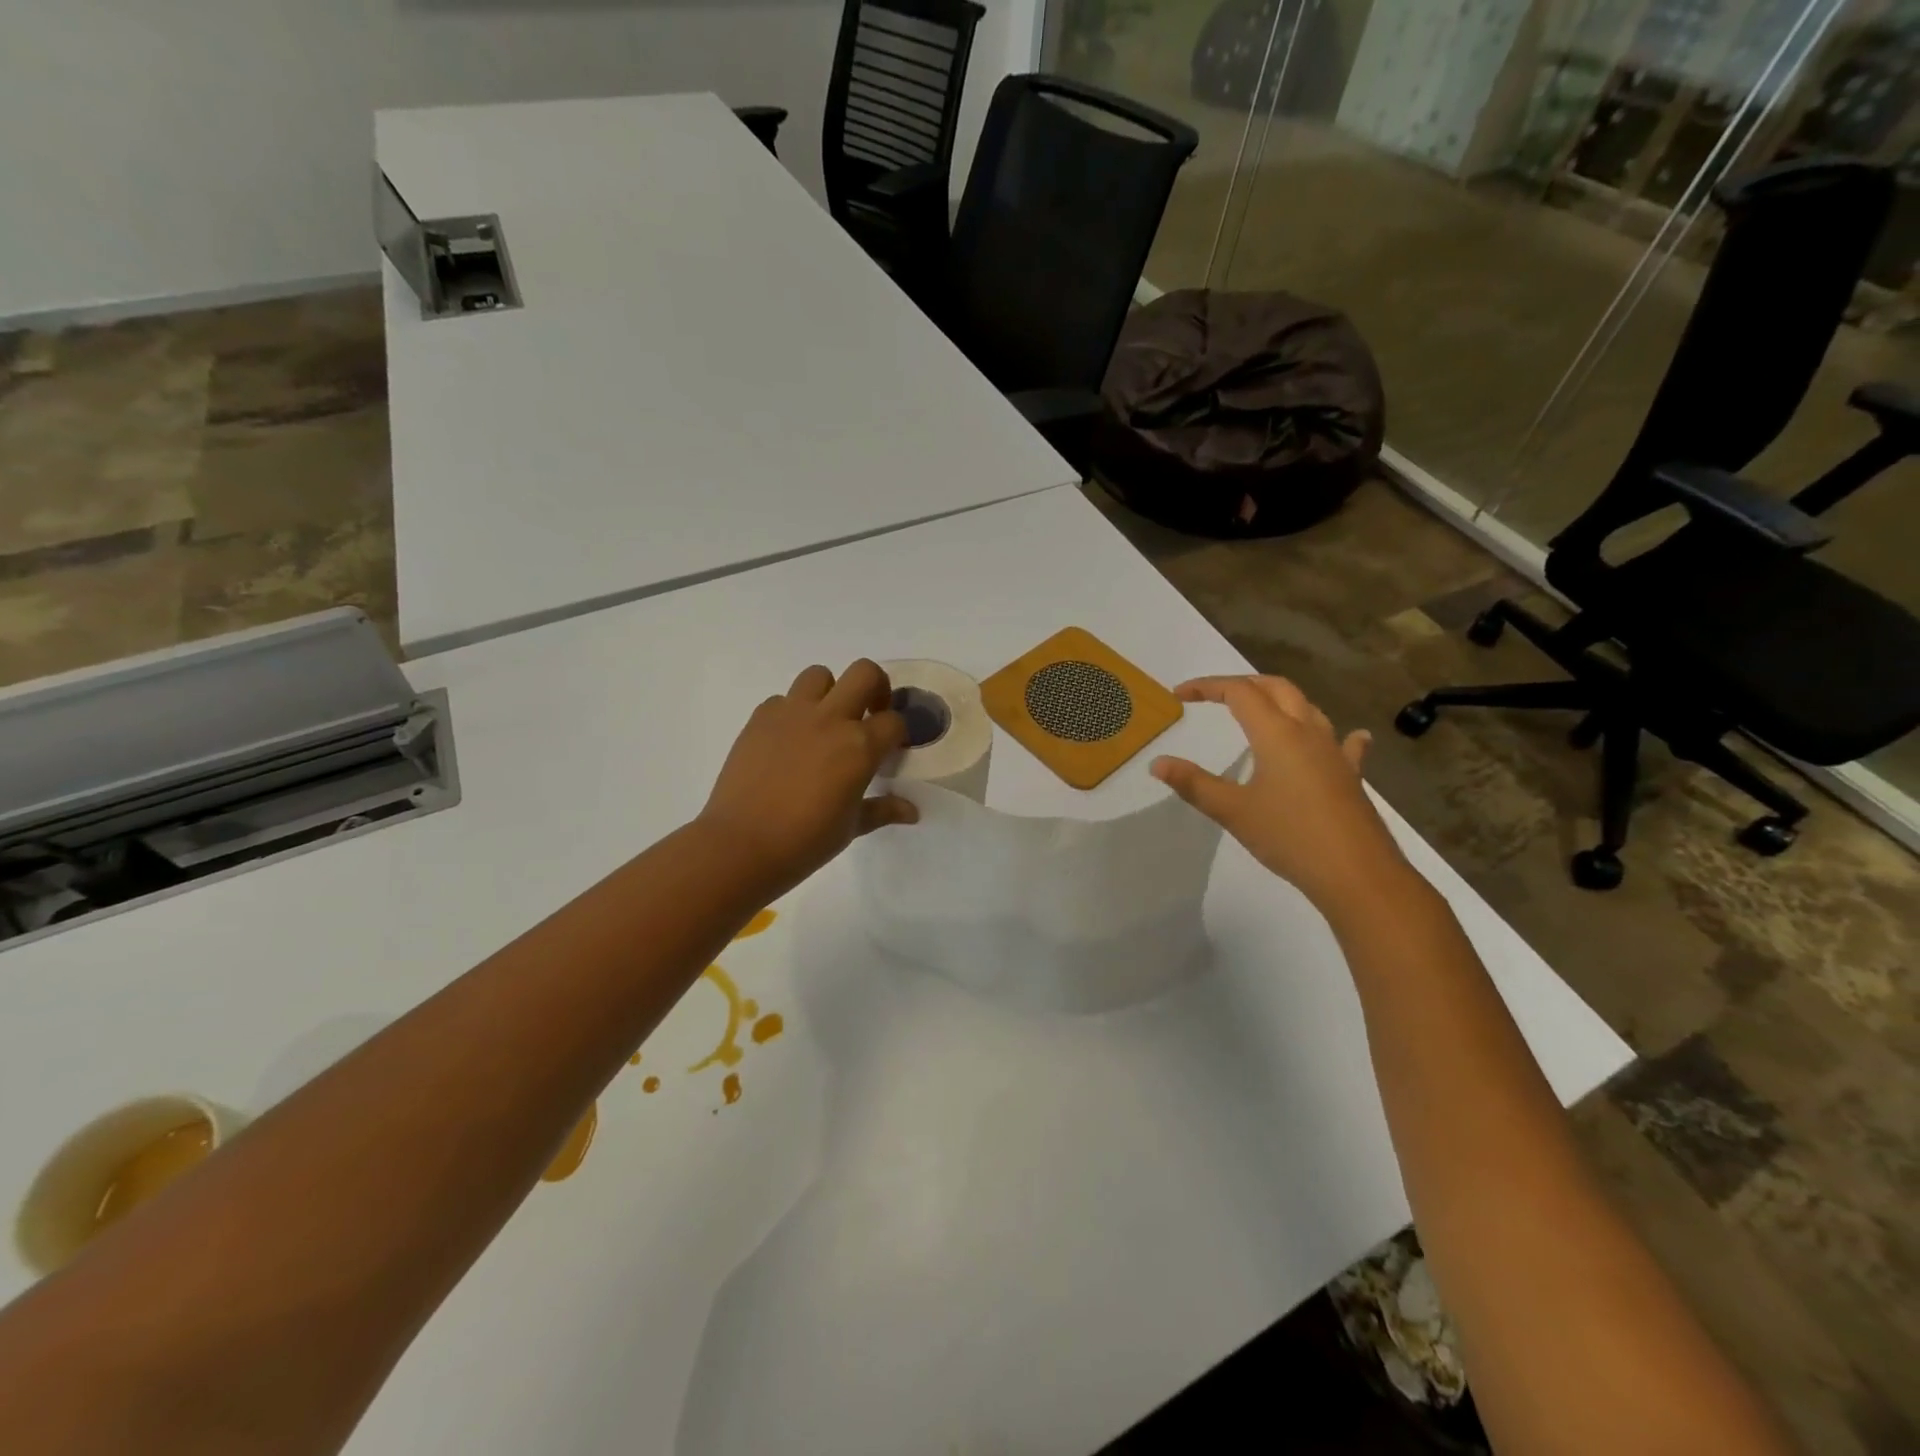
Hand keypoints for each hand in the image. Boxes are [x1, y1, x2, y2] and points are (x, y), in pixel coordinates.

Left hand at [698, 660, 917, 898]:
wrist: (742, 844)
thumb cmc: (805, 842)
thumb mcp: (852, 827)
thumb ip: (883, 810)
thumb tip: (912, 812)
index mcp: (860, 747)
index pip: (894, 721)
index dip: (898, 733)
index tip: (891, 748)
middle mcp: (830, 719)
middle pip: (865, 672)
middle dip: (876, 687)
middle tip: (869, 713)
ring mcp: (792, 713)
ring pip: (820, 675)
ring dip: (830, 692)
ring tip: (825, 722)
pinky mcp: (761, 718)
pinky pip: (783, 699)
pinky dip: (792, 712)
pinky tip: (789, 742)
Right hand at [1151, 675, 1410, 918]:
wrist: (1356, 873)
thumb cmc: (1289, 836)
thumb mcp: (1233, 811)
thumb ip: (1194, 784)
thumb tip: (1157, 763)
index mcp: (1276, 734)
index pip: (1238, 692)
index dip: (1206, 687)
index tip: (1179, 695)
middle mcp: (1308, 732)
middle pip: (1277, 688)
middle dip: (1244, 684)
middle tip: (1215, 695)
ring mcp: (1334, 752)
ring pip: (1308, 708)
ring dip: (1280, 700)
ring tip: (1261, 710)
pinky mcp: (1351, 775)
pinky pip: (1344, 743)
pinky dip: (1336, 734)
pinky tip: (1346, 739)